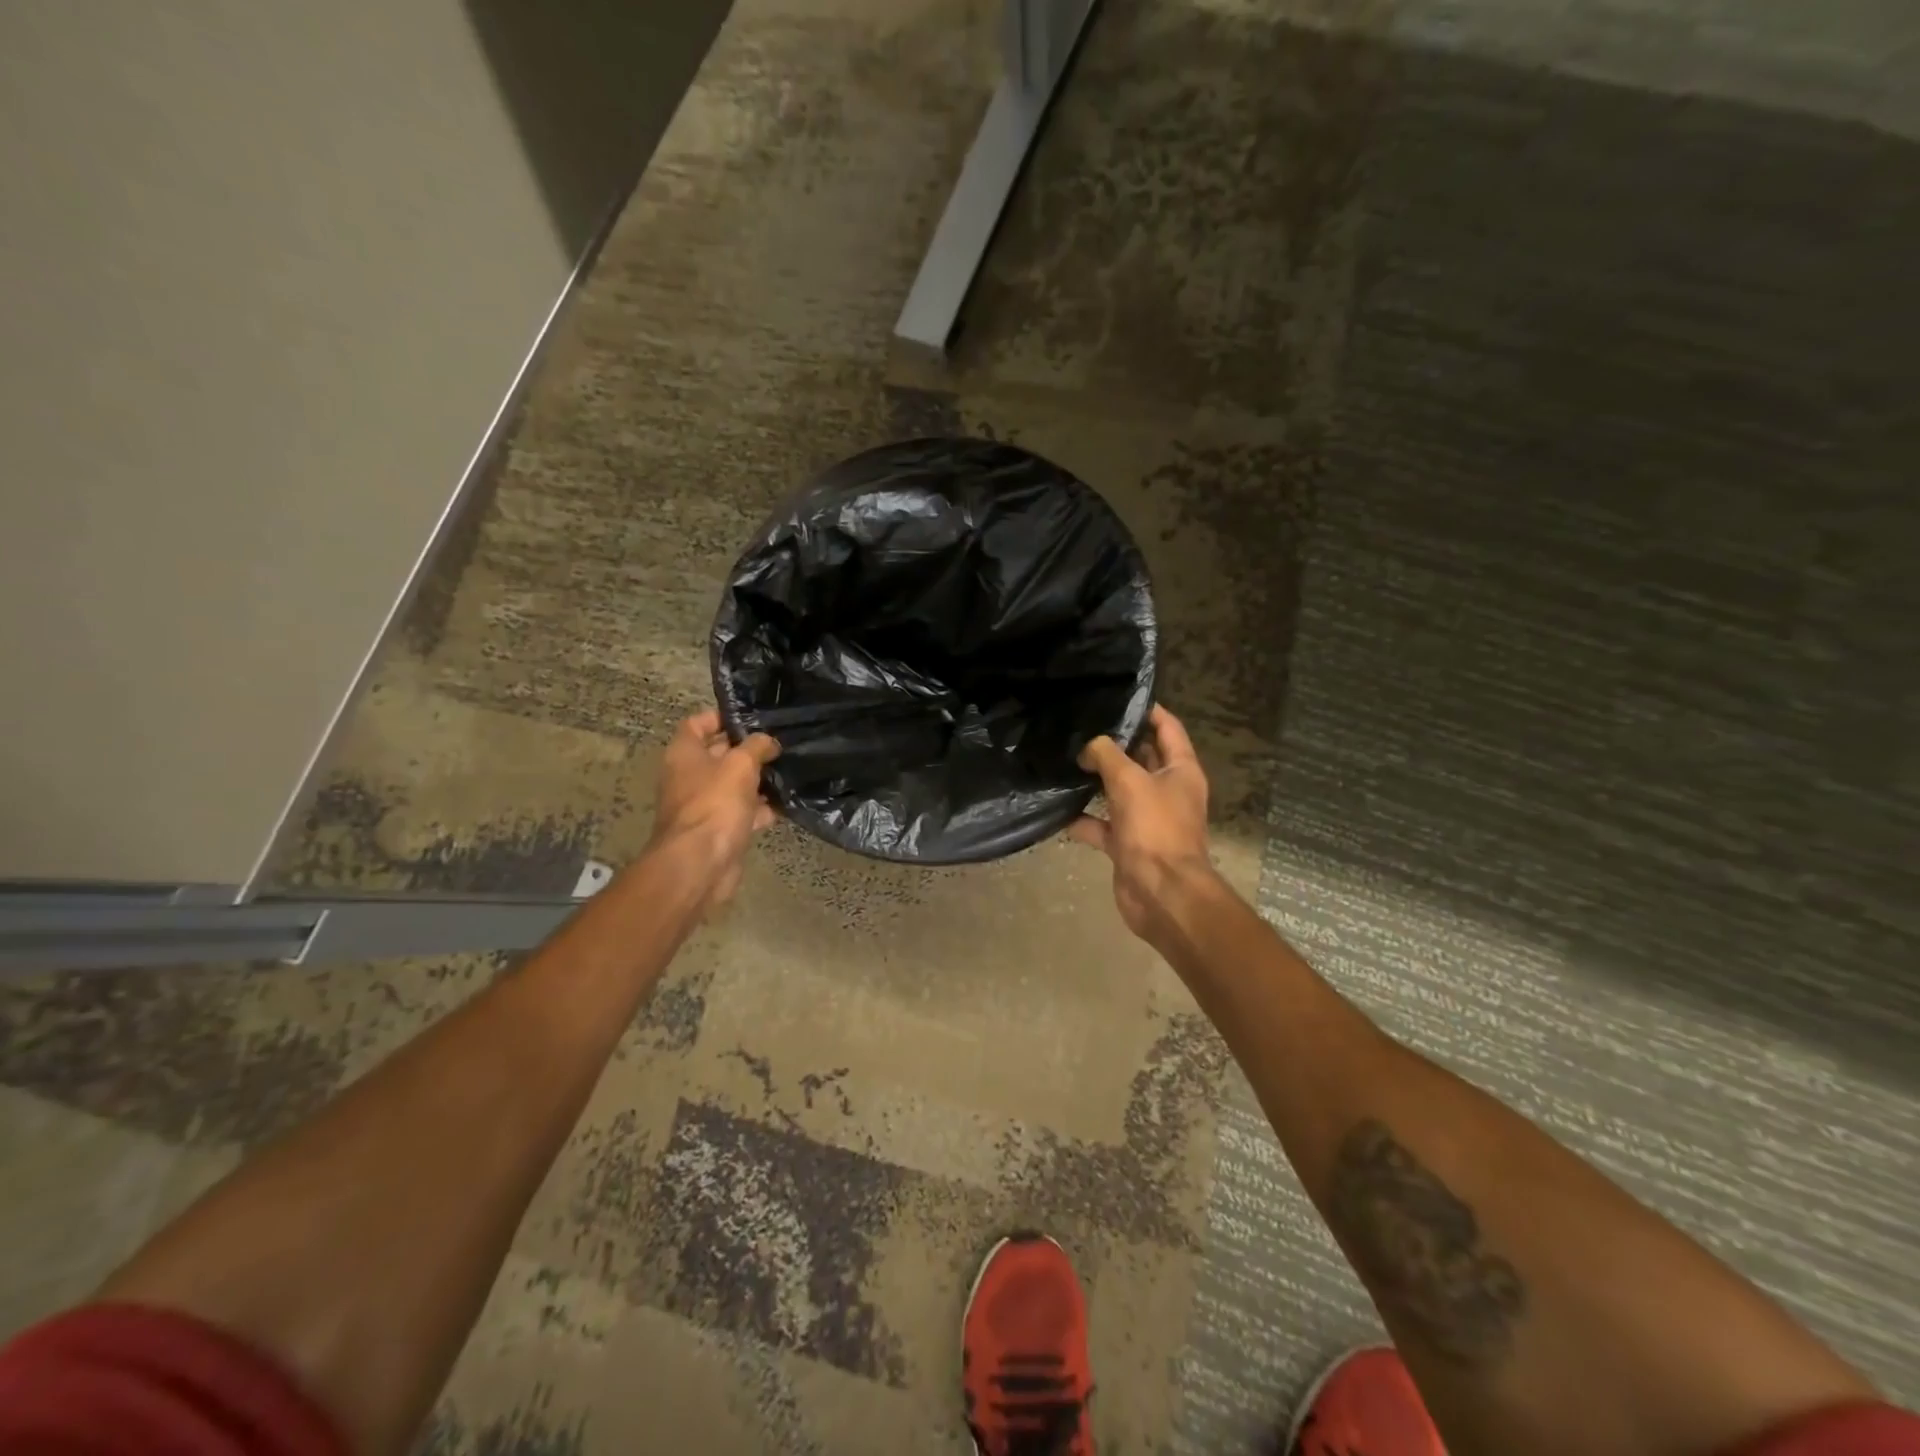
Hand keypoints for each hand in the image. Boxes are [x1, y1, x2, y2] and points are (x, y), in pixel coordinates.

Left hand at [649, 710, 780, 911]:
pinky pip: (744, 812)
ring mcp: (705, 805)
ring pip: (734, 784)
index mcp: (684, 754)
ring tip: (790, 768)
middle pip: (719, 754)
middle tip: (780, 742)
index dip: (721, 716)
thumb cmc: (715, 804)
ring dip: (759, 780)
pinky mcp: (720, 829)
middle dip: (748, 749)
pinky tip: (788, 803)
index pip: (697, 723)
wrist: (701, 864)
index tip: (751, 716)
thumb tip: (769, 742)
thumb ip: (757, 746)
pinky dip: (763, 808)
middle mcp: (690, 776)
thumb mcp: (741, 764)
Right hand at [1066, 704, 1218, 941]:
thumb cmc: (1155, 828)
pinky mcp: (1128, 845)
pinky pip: (1102, 826)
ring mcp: (1147, 820)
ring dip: (1096, 781)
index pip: (1168, 729)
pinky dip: (1082, 820)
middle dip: (1115, 744)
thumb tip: (1088, 748)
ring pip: (1119, 792)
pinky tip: (1058, 810)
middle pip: (1141, 758)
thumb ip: (1106, 754)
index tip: (1119, 698)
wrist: (1161, 893)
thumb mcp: (1129, 780)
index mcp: (1181, 771)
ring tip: (1066, 760)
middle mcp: (1167, 792)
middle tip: (1082, 727)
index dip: (1148, 711)